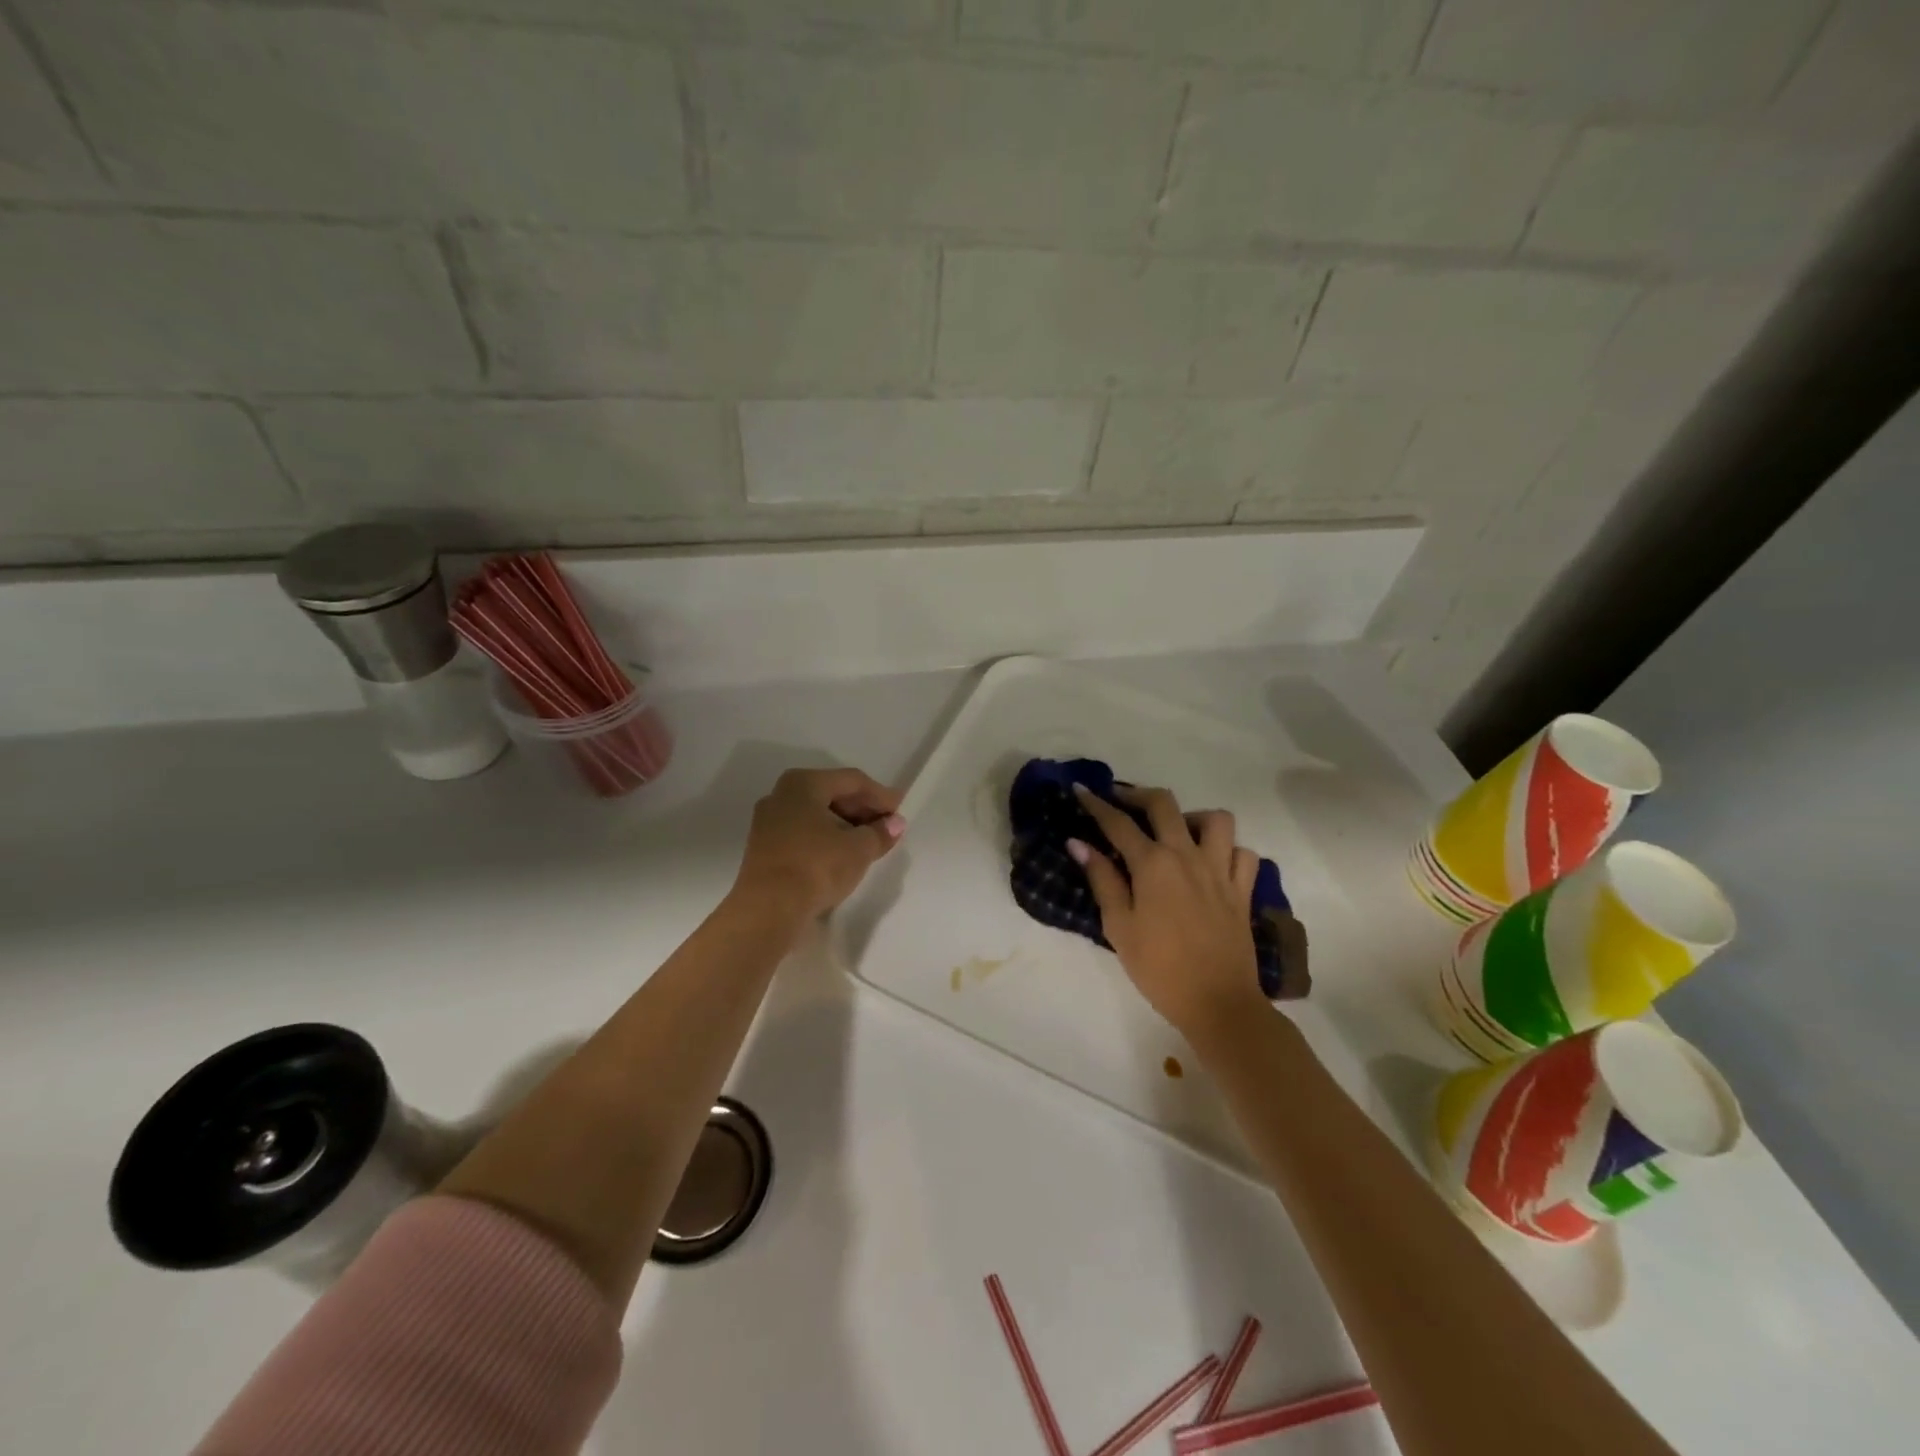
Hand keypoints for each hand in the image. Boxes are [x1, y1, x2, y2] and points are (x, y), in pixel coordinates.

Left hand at [732, 767, 905, 923]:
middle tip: (887, 827)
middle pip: (832, 794)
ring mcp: (768, 822)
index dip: (880, 795)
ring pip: (816, 815)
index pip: (852, 781)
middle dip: (862, 810)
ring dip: (845, 826)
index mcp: (803, 783)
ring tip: (869, 843)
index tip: (901, 811)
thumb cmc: (816, 867)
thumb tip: (894, 823)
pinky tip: (842, 855)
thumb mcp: (858, 849)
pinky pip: (803, 833)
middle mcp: (781, 795)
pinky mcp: (765, 848)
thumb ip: (879, 833)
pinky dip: (826, 839)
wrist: (768, 910)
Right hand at [1069, 783, 1268, 1041]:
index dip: (1096, 804)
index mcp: (1153, 864)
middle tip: (1121, 802)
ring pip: (1215, 819)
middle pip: (1164, 804)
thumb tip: (1078, 843)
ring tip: (1176, 832)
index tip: (1080, 790)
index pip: (1118, 823)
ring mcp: (1220, 870)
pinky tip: (1212, 863)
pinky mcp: (1243, 890)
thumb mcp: (1119, 927)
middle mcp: (1187, 855)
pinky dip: (1228, 850)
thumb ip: (1102, 880)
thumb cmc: (1159, 968)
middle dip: (1138, 795)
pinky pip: (1243, 853)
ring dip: (1192, 817)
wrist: (1217, 1003)